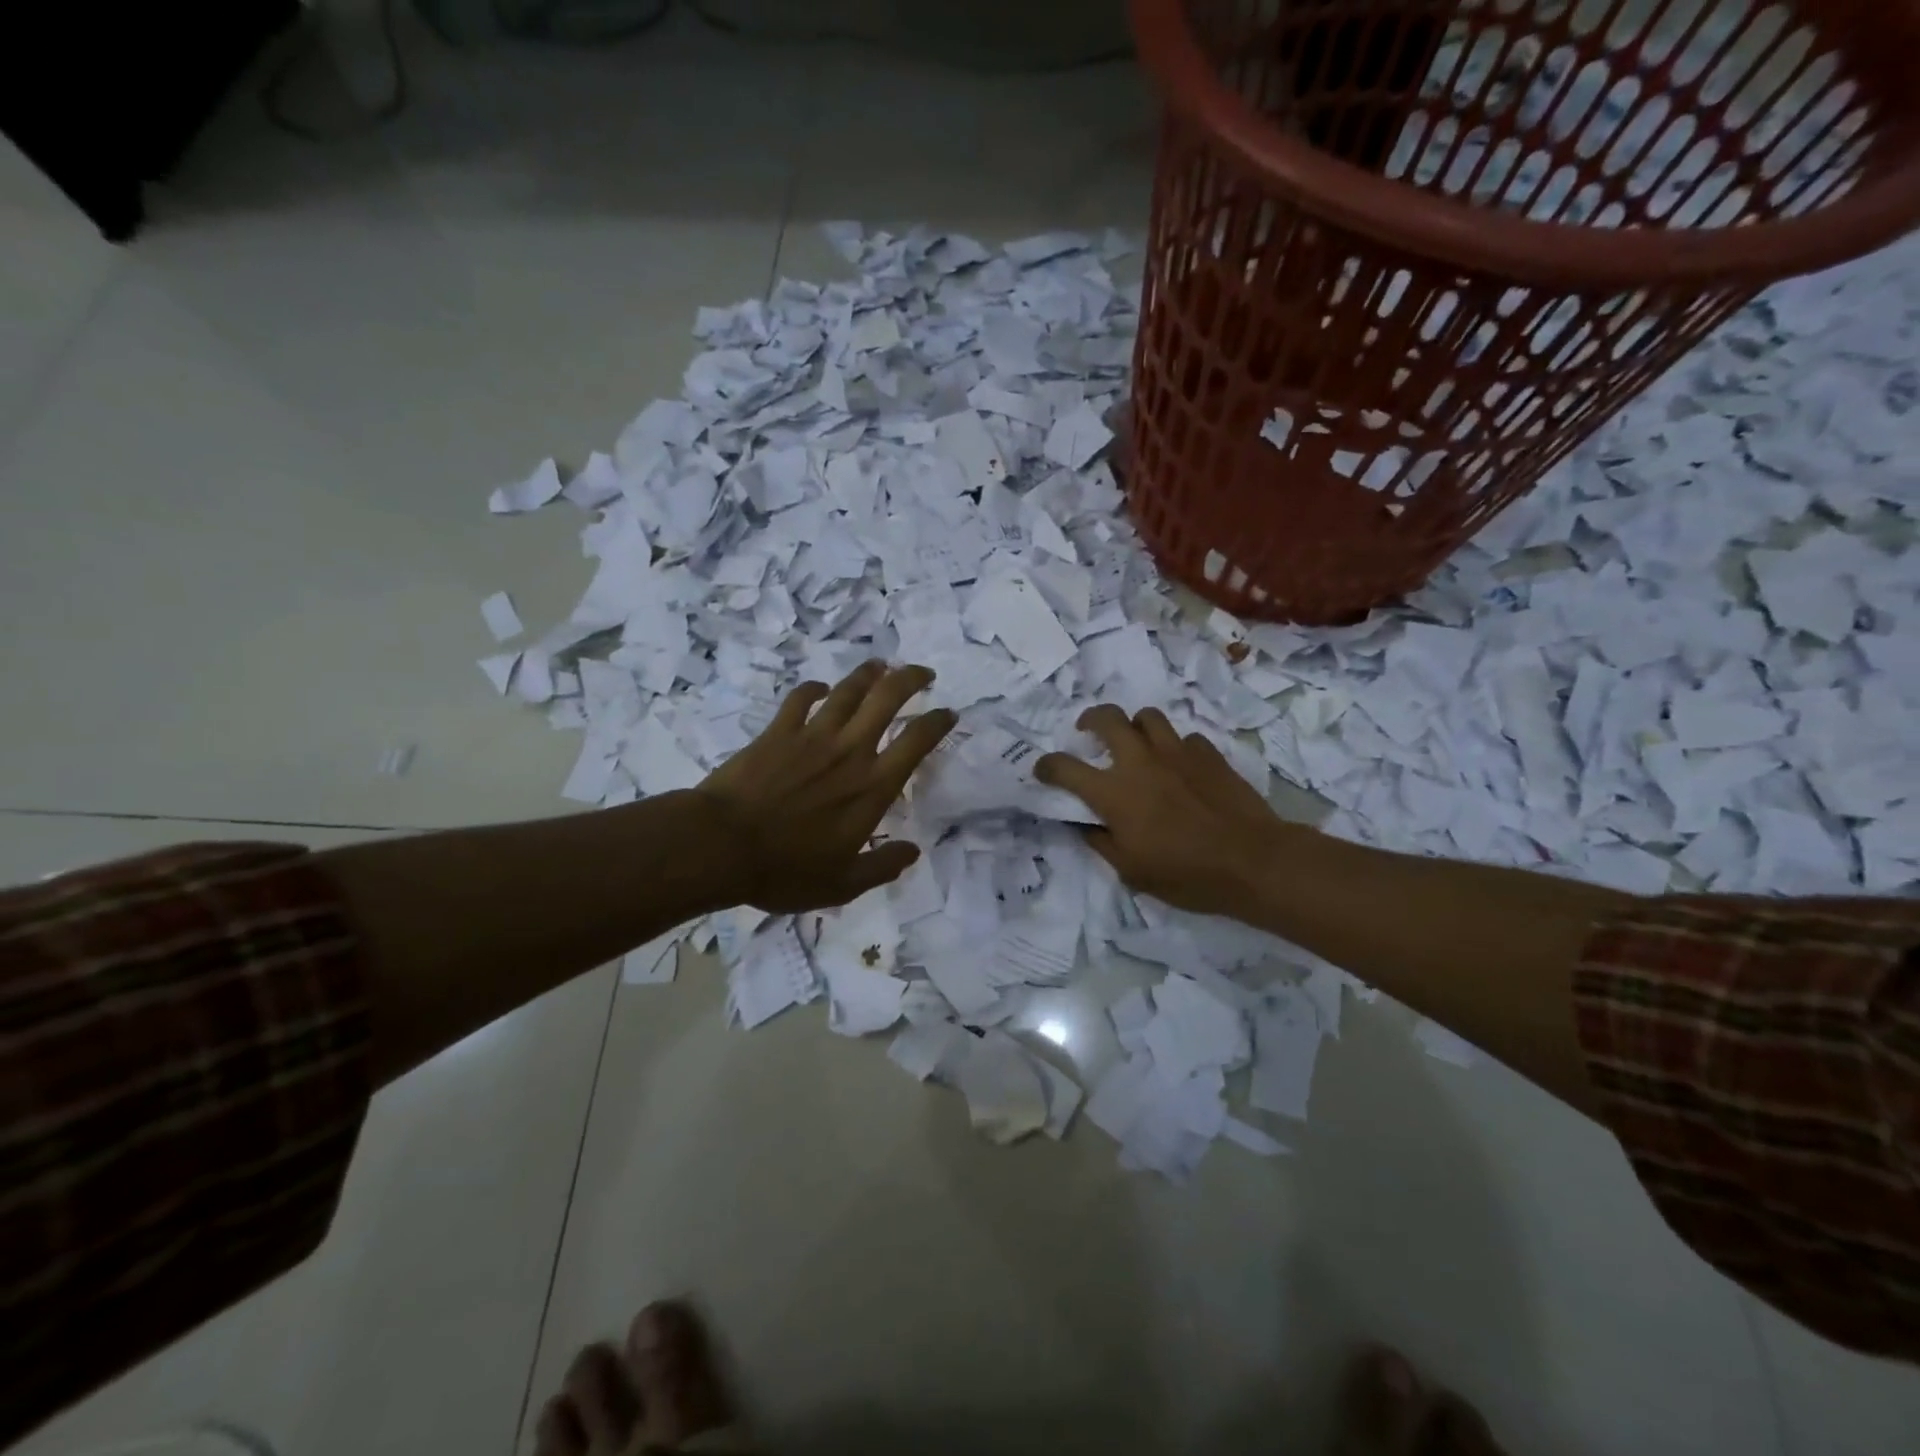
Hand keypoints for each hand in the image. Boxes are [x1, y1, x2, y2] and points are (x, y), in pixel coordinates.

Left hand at [696, 662, 955, 913]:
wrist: (721, 845)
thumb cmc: (785, 870)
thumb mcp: (843, 885)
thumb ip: (882, 866)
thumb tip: (913, 851)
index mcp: (872, 787)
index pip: (916, 742)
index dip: (937, 722)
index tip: (948, 713)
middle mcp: (850, 751)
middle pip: (887, 699)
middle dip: (910, 679)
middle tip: (923, 674)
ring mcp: (812, 736)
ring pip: (848, 691)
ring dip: (868, 674)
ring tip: (880, 666)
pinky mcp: (778, 731)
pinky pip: (801, 698)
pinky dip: (813, 689)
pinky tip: (820, 688)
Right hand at [1035, 705, 1287, 917]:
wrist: (1252, 861)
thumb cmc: (1186, 873)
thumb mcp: (1131, 871)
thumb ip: (1102, 842)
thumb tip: (1087, 825)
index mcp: (1114, 792)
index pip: (1065, 768)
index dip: (1047, 766)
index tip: (1043, 770)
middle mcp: (1140, 761)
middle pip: (1107, 718)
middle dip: (1090, 719)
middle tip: (1088, 731)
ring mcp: (1177, 752)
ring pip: (1147, 716)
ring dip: (1135, 726)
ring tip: (1137, 743)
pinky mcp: (1208, 754)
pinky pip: (1185, 738)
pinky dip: (1175, 748)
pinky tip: (1180, 766)